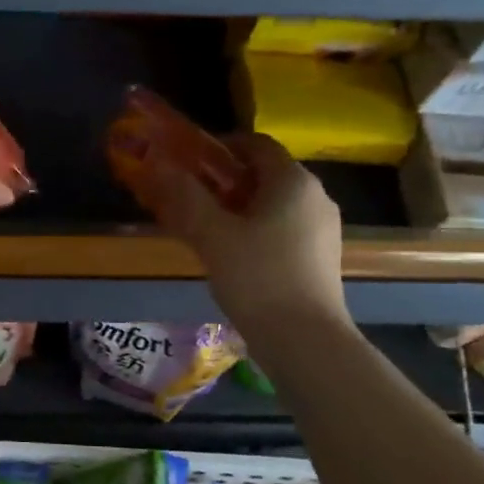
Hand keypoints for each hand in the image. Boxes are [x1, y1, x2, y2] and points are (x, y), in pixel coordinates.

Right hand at [142, 132, 350, 332]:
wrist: (305, 339)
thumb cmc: (257, 278)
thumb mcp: (212, 235)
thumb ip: (185, 196)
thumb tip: (159, 163)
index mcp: (293, 181)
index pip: (256, 144)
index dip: (221, 146)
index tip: (189, 162)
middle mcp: (315, 196)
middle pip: (266, 173)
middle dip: (226, 179)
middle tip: (190, 196)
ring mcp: (323, 228)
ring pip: (275, 203)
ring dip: (240, 206)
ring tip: (206, 228)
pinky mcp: (322, 256)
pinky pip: (285, 227)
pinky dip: (257, 228)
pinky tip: (234, 254)